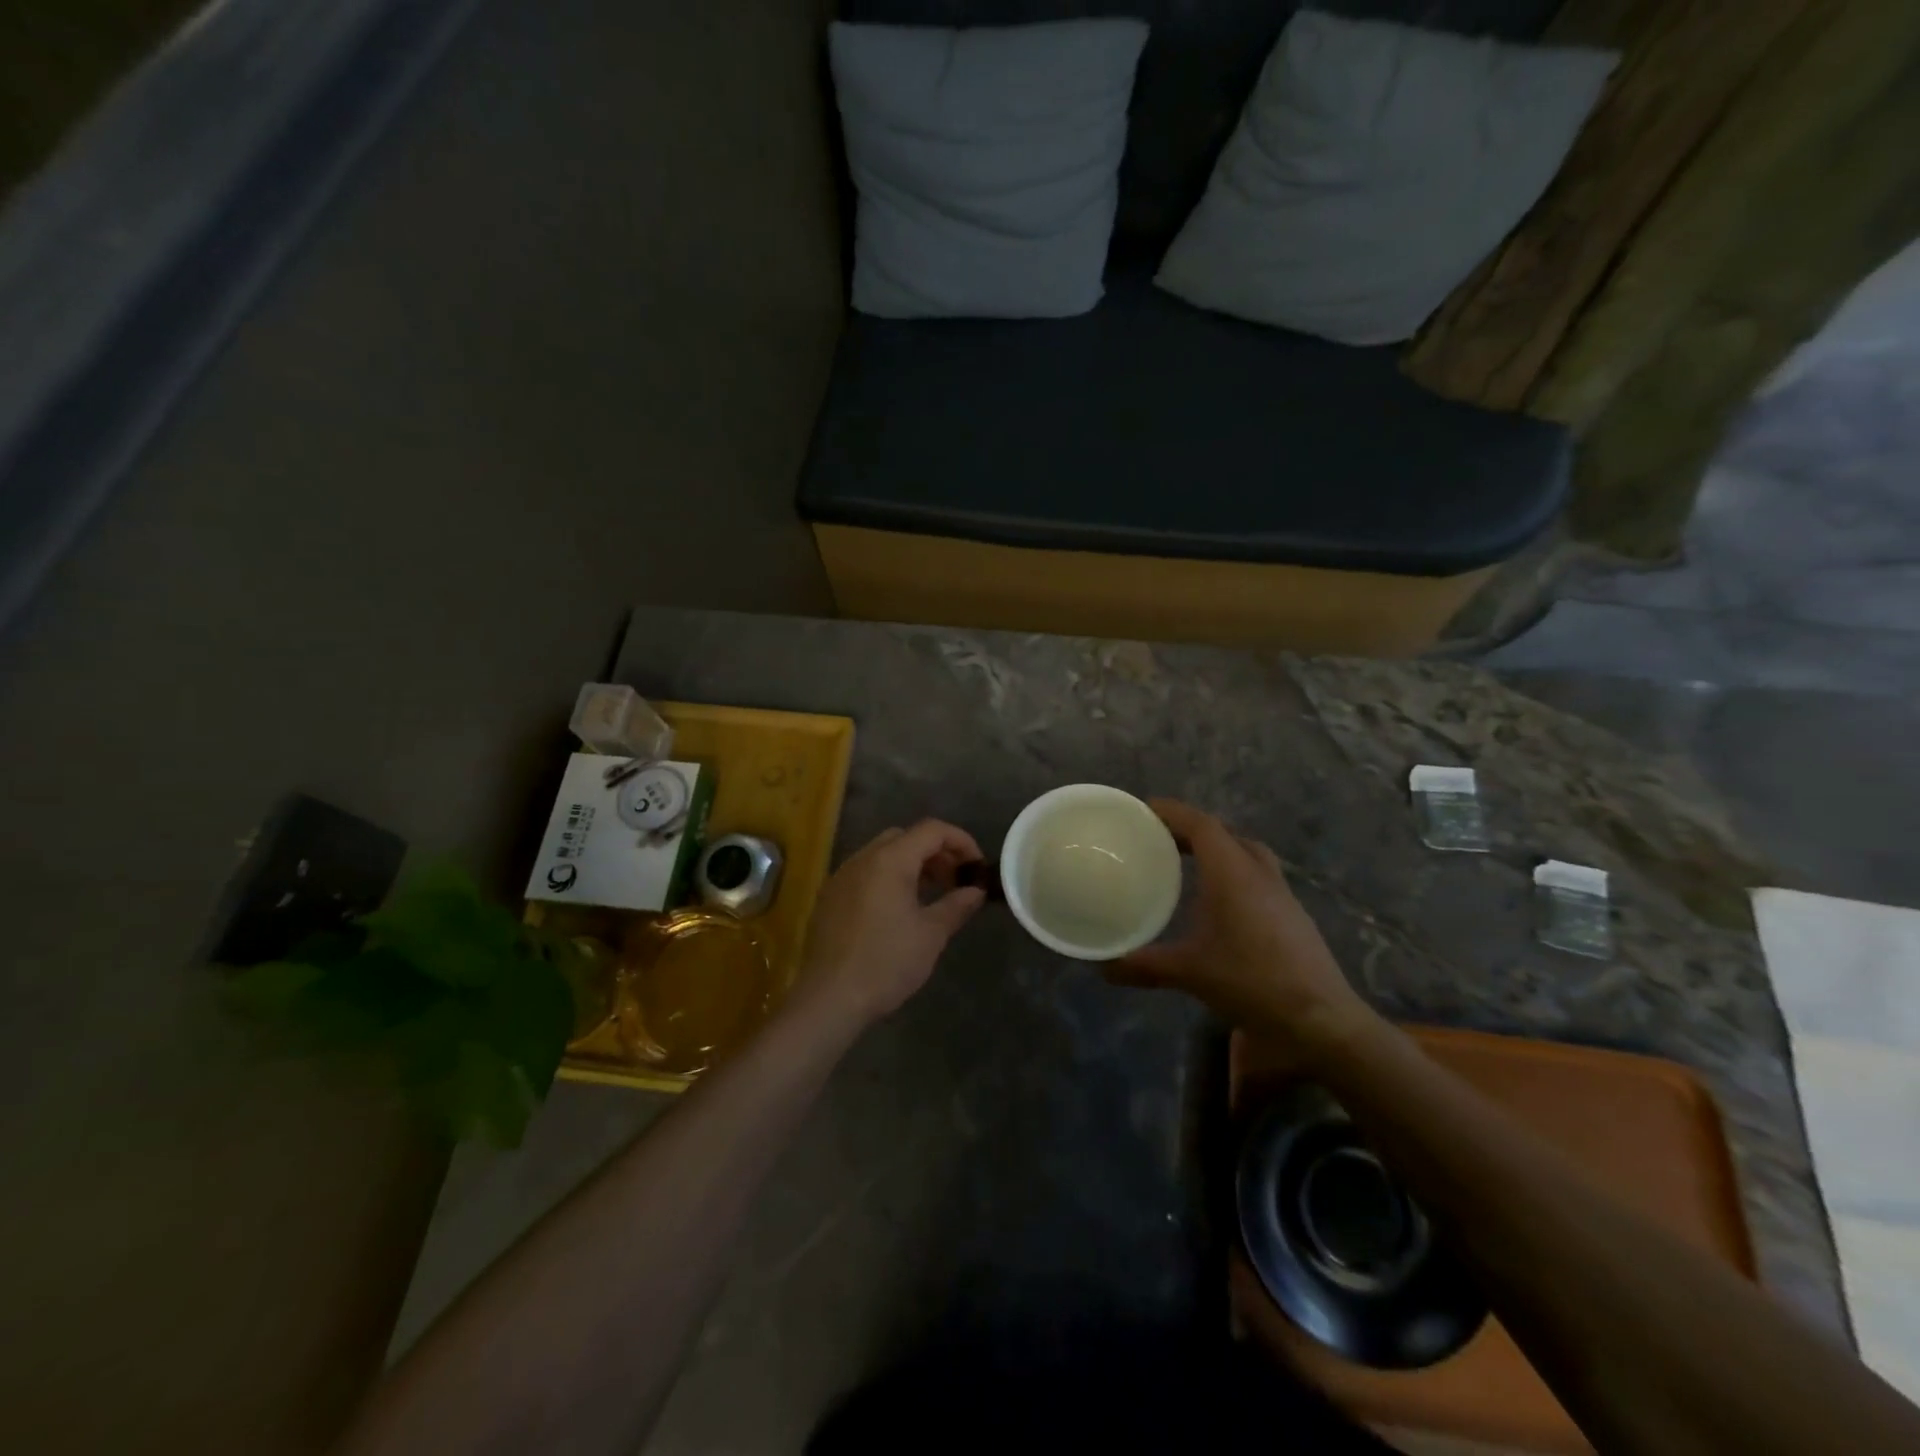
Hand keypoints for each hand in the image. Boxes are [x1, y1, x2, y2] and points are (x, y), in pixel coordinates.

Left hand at [793, 819, 986, 1030]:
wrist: (829, 998)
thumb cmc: (886, 962)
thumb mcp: (931, 935)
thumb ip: (957, 905)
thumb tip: (975, 891)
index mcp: (890, 860)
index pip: (931, 830)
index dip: (961, 841)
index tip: (977, 866)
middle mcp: (863, 858)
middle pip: (905, 837)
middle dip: (935, 852)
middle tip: (955, 880)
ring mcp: (842, 876)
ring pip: (883, 854)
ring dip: (911, 864)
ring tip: (931, 894)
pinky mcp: (830, 897)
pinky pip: (865, 872)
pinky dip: (888, 878)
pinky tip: (898, 909)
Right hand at [1104, 800, 1374, 1049]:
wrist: (1321, 1021)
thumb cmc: (1252, 982)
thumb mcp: (1190, 974)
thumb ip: (1143, 966)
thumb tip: (1102, 966)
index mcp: (1233, 873)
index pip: (1201, 824)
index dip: (1171, 811)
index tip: (1142, 810)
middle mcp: (1259, 873)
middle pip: (1224, 833)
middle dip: (1190, 829)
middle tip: (1157, 838)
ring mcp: (1281, 894)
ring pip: (1246, 853)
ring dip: (1216, 849)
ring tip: (1185, 864)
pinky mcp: (1292, 915)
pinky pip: (1257, 875)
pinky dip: (1232, 872)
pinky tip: (1217, 902)